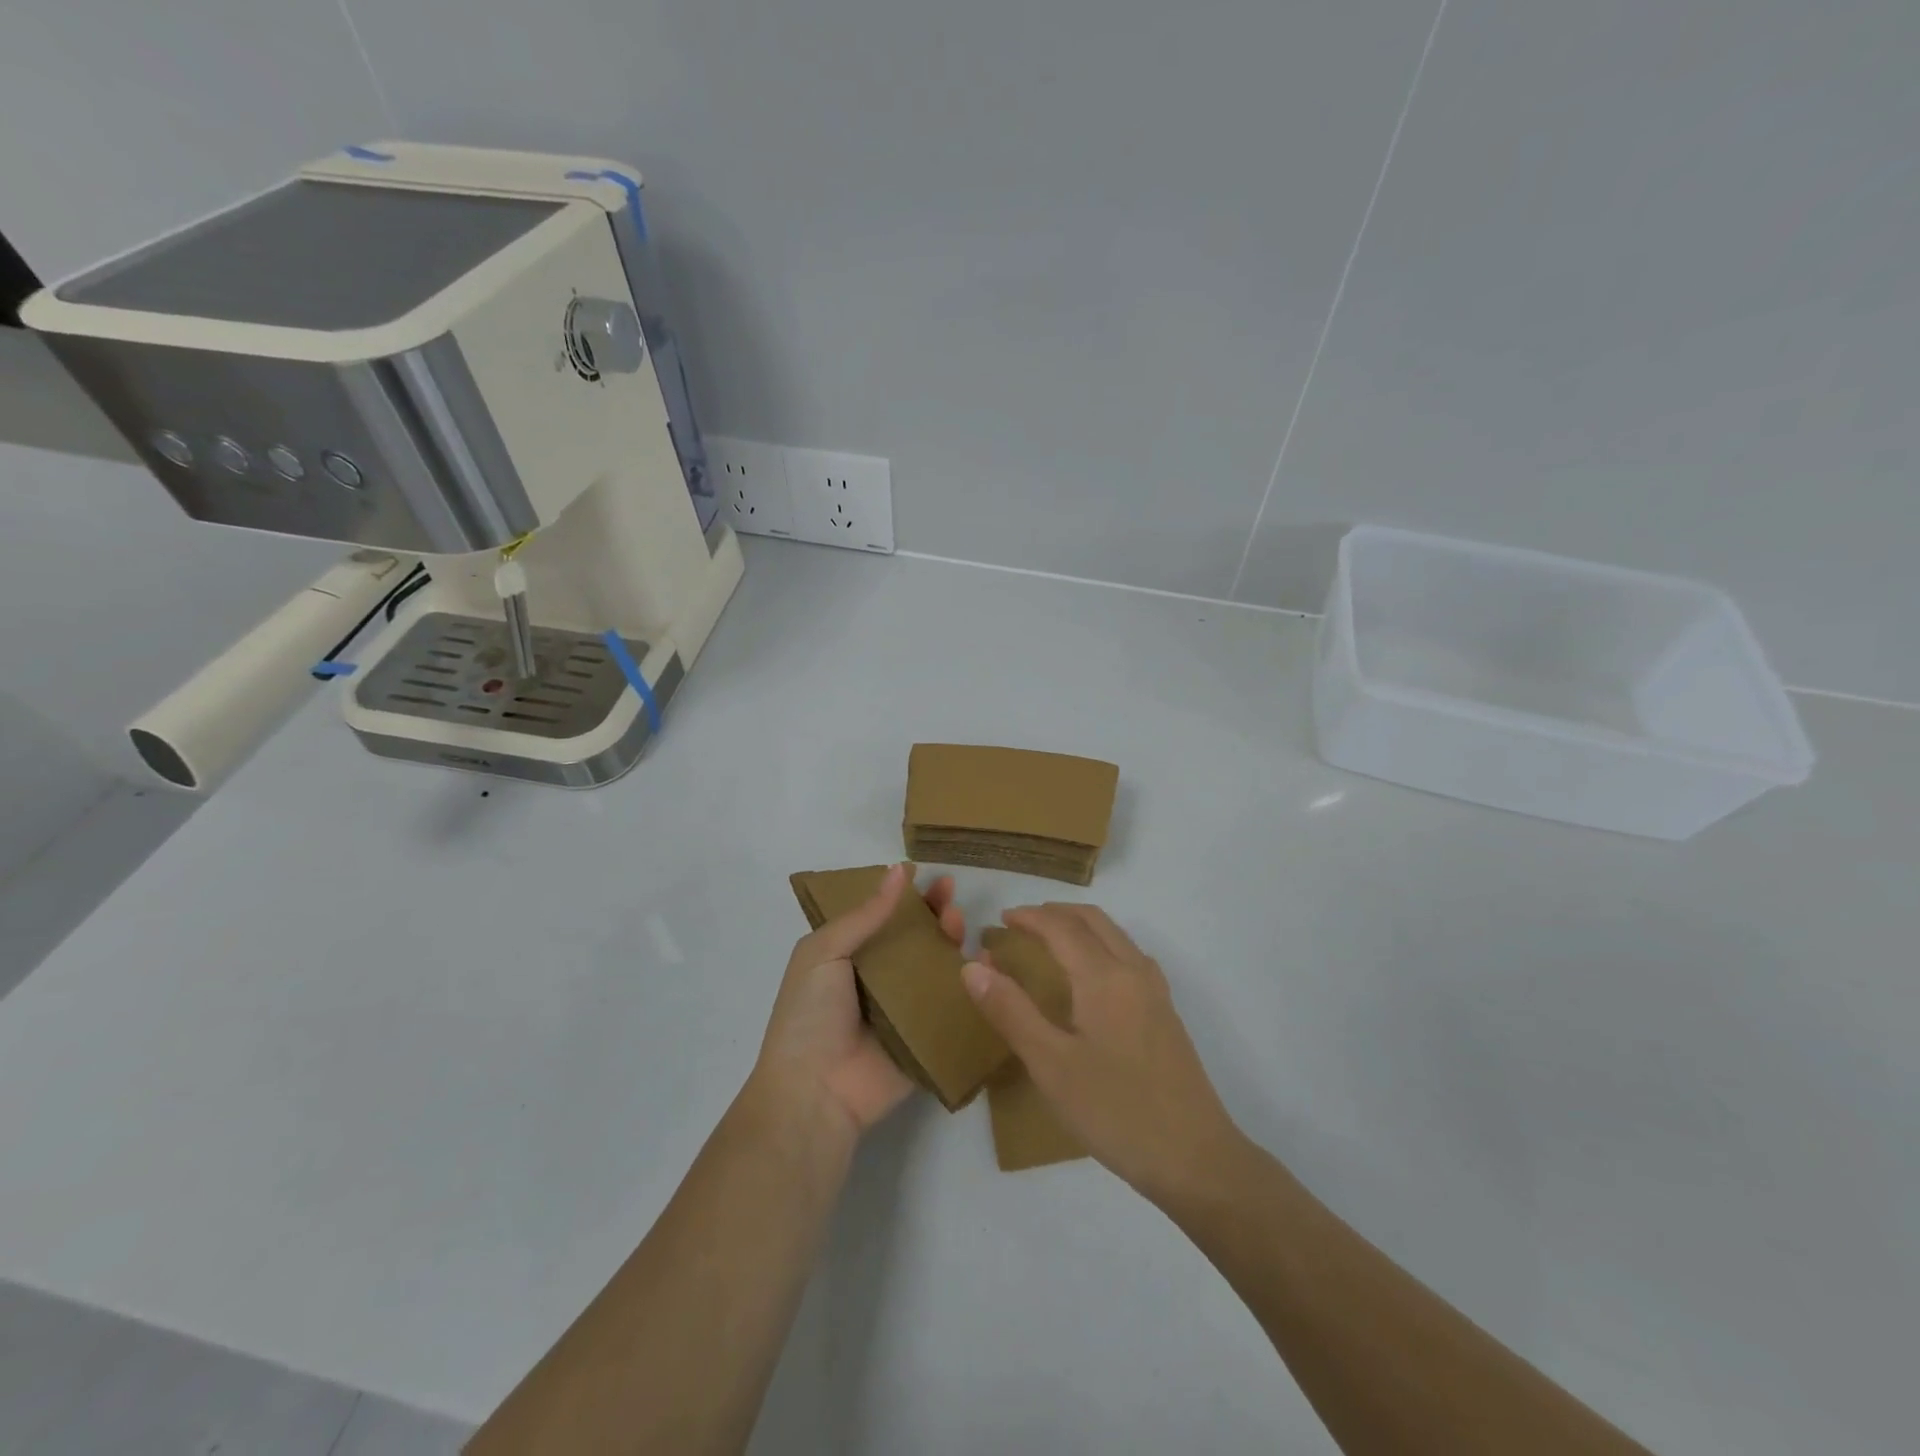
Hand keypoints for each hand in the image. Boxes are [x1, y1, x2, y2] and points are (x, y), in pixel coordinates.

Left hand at [751, 863, 964, 1140]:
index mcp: (849, 958)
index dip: (906, 897)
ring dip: (952, 943)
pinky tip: (987, 964)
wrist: (814, 1093)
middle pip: (914, 939)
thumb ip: (864, 915)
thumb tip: (898, 870)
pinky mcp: (927, 1039)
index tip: (929, 876)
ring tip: (961, 925)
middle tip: (951, 896)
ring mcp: (904, 1011)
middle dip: (934, 915)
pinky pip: (951, 1008)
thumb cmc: (810, 1015)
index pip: (883, 918)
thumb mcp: (824, 953)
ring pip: (936, 969)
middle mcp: (878, 980)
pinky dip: (970, 986)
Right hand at [962, 903, 1242, 1204]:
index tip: (1001, 919)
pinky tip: (1093, 976)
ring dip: (1081, 926)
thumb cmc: (1115, 1110)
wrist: (1196, 1158)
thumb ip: (1011, 1011)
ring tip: (1051, 942)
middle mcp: (1134, 971)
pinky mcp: (1166, 1014)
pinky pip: (1130, 956)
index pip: (1062, 927)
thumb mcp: (1050, 1065)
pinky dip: (1102, 945)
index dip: (1030, 917)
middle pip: (1094, 921)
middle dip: (1056, 913)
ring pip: (1116, 936)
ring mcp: (1156, 992)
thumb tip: (973, 966)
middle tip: (1023, 923)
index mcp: (1103, 977)